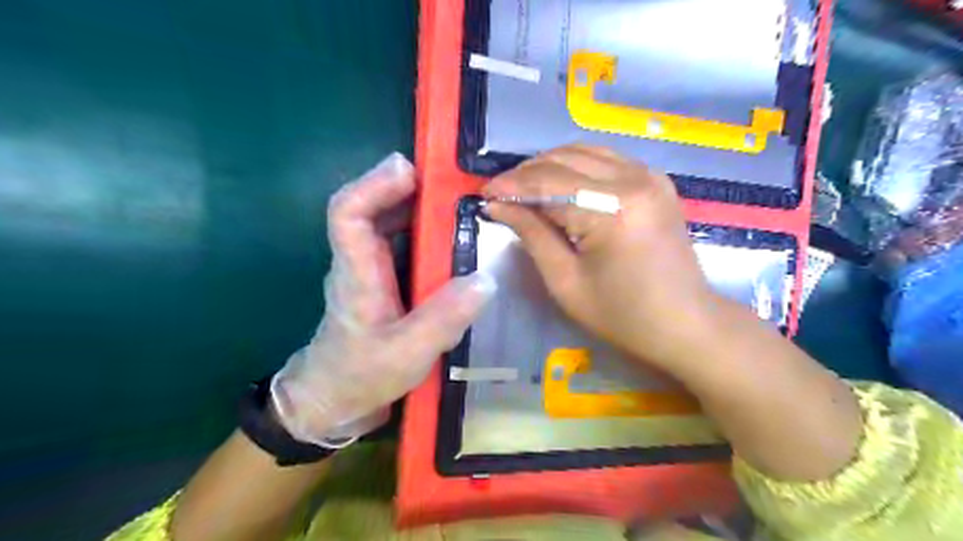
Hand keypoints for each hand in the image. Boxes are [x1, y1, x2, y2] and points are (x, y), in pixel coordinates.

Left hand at [271, 152, 495, 443]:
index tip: (410, 170)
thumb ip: (443, 319)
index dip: (374, 184)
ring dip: (416, 208)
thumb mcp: (406, 354)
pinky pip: (401, 246)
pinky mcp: (384, 284)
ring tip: (458, 204)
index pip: (347, 212)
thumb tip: (485, 279)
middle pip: (370, 209)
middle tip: (450, 182)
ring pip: (386, 225)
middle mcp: (360, 263)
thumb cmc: (360, 377)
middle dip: (405, 187)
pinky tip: (452, 242)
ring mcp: (371, 272)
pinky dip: (424, 234)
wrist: (334, 402)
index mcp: (356, 273)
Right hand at [490, 146, 721, 370]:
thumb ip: (532, 235)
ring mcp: (649, 175)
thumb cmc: (623, 315)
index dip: (511, 186)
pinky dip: (576, 167)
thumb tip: (498, 206)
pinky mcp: (655, 180)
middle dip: (527, 173)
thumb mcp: (566, 282)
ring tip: (525, 189)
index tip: (484, 193)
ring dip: (549, 165)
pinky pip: (606, 159)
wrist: (687, 322)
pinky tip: (560, 185)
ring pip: (585, 151)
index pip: (548, 183)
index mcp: (612, 210)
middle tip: (502, 194)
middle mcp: (634, 179)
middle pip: (565, 159)